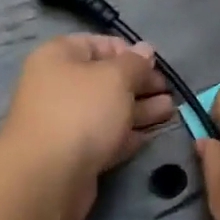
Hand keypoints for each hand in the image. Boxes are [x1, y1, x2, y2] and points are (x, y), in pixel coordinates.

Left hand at [0, 35, 174, 219]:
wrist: (49, 175)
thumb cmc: (82, 112)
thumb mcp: (115, 78)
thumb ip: (135, 63)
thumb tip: (145, 50)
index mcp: (58, 57)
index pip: (97, 44)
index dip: (128, 52)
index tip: (155, 64)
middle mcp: (58, 86)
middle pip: (104, 79)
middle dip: (139, 84)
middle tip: (169, 91)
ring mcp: (65, 122)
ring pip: (108, 110)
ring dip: (140, 109)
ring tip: (171, 111)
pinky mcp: (74, 153)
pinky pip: (104, 137)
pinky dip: (127, 135)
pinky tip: (151, 135)